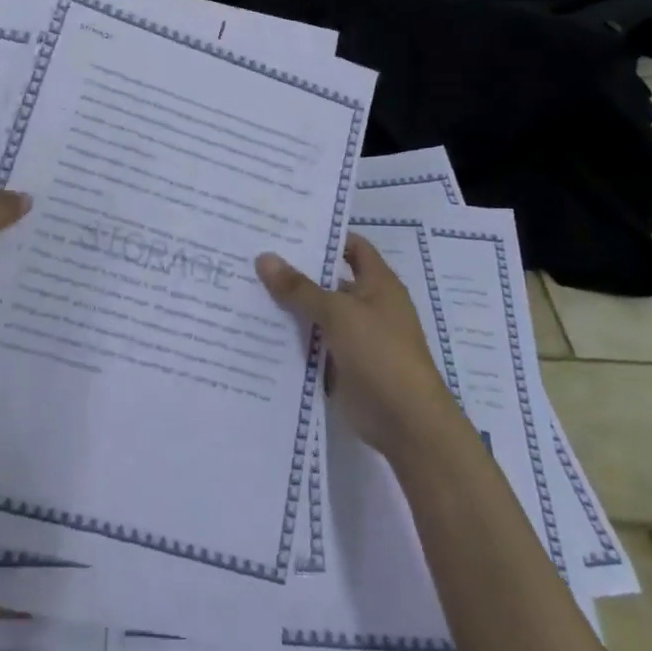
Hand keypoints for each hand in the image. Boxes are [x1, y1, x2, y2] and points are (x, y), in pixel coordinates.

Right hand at [256, 234, 461, 460]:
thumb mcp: (339, 314)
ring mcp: (355, 337)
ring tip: (245, 289)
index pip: (352, 246)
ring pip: (317, 314)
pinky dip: (292, 339)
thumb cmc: (381, 354)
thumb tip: (264, 257)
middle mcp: (368, 306)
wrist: (407, 422)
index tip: (286, 228)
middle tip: (253, 257)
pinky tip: (257, 331)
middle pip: (328, 280)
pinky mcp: (343, 366)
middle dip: (296, 272)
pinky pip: (313, 345)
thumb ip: (300, 288)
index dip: (325, 235)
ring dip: (289, 307)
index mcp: (378, 284)